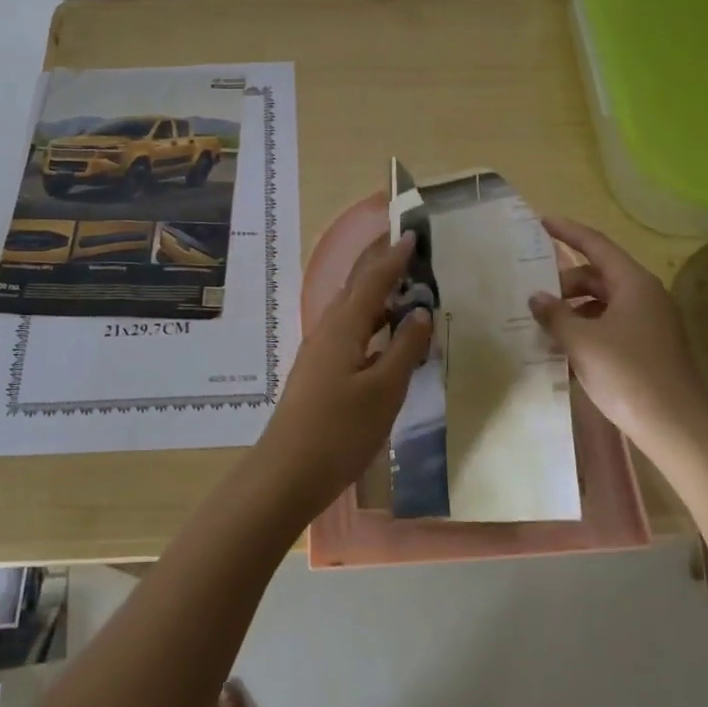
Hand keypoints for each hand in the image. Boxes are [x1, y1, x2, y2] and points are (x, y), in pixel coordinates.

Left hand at [251, 232, 432, 519]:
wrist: (288, 472)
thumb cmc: (340, 430)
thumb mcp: (384, 389)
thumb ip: (405, 347)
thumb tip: (419, 310)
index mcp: (344, 326)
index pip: (373, 280)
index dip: (394, 258)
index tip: (411, 234)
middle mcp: (328, 330)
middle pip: (358, 290)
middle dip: (383, 271)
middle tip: (412, 258)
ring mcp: (320, 352)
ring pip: (353, 314)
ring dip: (379, 301)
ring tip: (409, 298)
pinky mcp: (319, 373)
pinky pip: (350, 335)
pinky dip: (372, 328)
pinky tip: (388, 345)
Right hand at [528, 215, 705, 443]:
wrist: (677, 428)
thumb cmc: (628, 374)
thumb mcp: (581, 341)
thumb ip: (555, 314)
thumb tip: (537, 298)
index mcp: (633, 283)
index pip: (596, 245)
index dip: (568, 232)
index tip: (542, 221)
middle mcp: (644, 296)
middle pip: (598, 275)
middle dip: (564, 282)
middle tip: (533, 294)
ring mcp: (649, 323)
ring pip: (603, 303)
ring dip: (573, 310)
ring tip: (544, 327)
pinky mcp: (648, 349)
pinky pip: (611, 326)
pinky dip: (587, 330)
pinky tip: (565, 352)